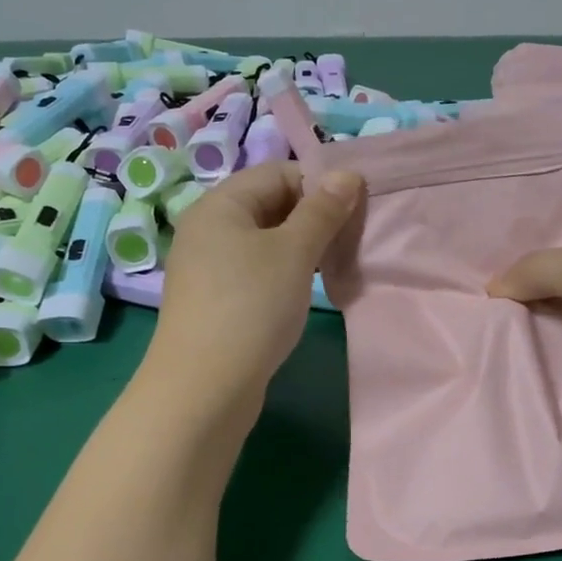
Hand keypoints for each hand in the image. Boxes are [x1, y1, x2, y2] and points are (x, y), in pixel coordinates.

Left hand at [149, 162, 361, 408]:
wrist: (205, 387)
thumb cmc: (252, 306)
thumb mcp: (295, 251)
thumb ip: (323, 210)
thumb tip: (348, 174)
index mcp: (220, 204)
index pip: (278, 173)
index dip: (320, 184)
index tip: (356, 210)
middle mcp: (209, 228)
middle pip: (272, 205)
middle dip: (315, 218)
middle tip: (351, 242)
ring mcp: (209, 267)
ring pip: (266, 242)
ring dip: (303, 249)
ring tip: (336, 267)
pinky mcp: (216, 300)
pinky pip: (257, 271)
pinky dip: (285, 274)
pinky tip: (307, 292)